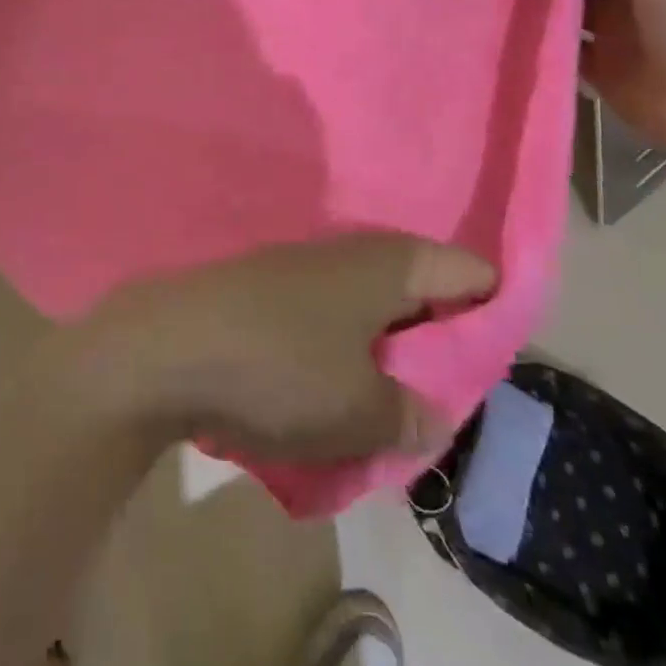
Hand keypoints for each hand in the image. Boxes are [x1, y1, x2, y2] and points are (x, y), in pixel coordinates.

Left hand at [81, 233, 494, 462]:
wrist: (164, 346)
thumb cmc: (278, 369)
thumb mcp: (361, 412)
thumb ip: (409, 415)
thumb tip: (429, 413)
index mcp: (388, 265)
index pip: (466, 270)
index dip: (493, 308)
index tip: (500, 355)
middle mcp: (350, 251)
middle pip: (418, 285)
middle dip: (437, 336)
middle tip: (445, 389)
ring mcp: (303, 263)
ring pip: (368, 301)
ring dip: (385, 345)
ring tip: (391, 397)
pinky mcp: (267, 285)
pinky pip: (326, 313)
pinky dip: (342, 345)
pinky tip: (331, 383)